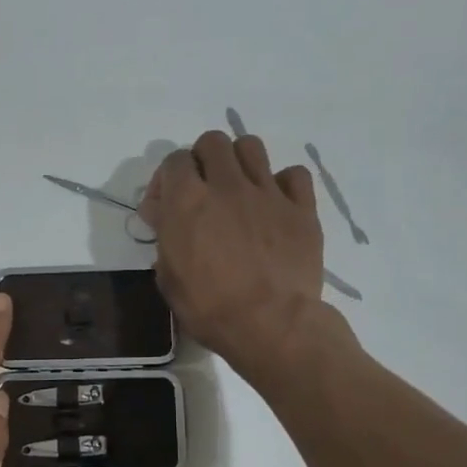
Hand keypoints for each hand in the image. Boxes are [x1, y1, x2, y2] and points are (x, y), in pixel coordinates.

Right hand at [139, 130, 337, 380]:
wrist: (271, 325)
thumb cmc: (209, 308)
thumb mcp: (168, 278)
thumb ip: (165, 238)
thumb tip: (165, 217)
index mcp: (187, 202)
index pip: (174, 160)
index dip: (167, 180)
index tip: (166, 206)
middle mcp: (226, 186)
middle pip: (213, 142)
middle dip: (202, 160)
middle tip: (203, 190)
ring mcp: (268, 193)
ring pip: (251, 147)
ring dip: (239, 162)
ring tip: (238, 190)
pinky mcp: (301, 208)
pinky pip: (294, 175)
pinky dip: (282, 184)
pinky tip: (275, 205)